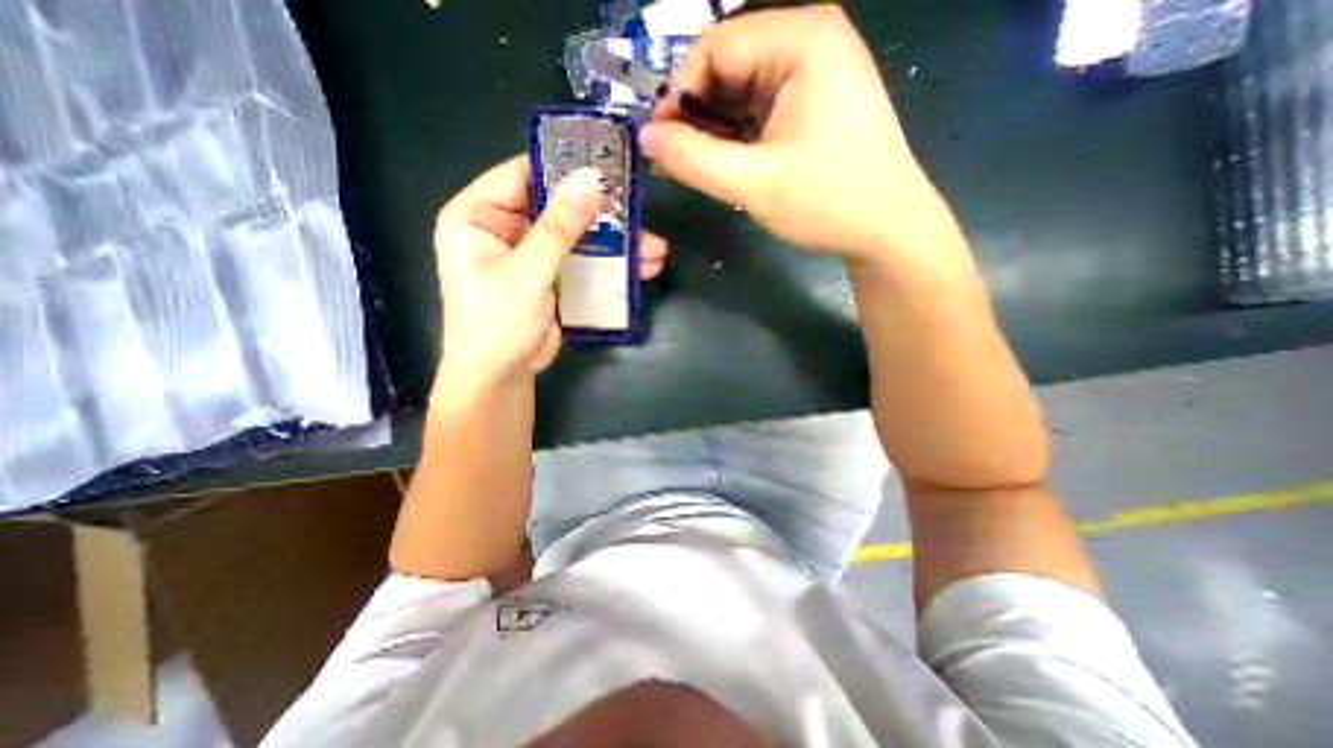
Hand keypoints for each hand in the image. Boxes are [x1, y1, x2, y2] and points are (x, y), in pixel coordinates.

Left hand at [435, 156, 664, 382]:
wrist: (500, 379)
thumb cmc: (498, 326)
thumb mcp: (527, 274)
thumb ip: (558, 228)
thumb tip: (590, 179)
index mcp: (476, 216)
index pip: (521, 174)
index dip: (562, 168)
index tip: (607, 165)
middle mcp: (501, 228)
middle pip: (556, 206)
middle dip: (601, 213)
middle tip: (640, 212)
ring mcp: (530, 253)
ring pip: (576, 235)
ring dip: (613, 242)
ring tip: (654, 249)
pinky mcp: (550, 276)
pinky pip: (581, 260)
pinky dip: (608, 263)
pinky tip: (641, 267)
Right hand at [638, 4, 970, 272]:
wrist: (887, 230)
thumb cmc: (828, 202)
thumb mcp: (752, 183)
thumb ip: (693, 159)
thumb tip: (646, 137)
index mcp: (802, 40)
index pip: (715, 47)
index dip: (678, 93)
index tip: (659, 141)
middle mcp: (809, 44)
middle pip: (727, 68)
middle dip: (694, 115)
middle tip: (670, 160)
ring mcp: (813, 76)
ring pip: (740, 94)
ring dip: (710, 131)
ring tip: (687, 169)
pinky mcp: (812, 107)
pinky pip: (759, 113)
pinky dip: (734, 138)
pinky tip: (718, 165)